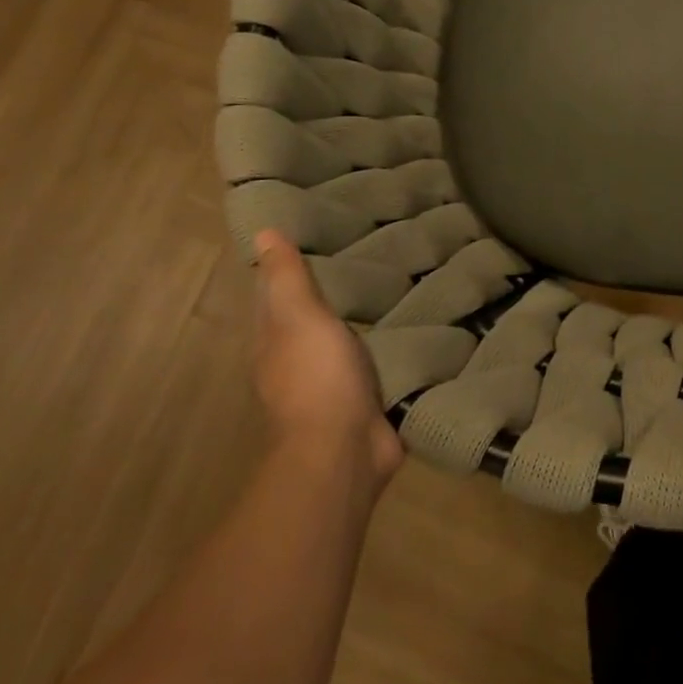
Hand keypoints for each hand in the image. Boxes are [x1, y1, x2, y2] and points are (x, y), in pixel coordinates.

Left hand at [254, 229, 403, 487]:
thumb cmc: (316, 378)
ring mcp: (334, 385)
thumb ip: (287, 279)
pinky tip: (418, 323)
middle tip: (372, 249)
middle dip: (336, 290)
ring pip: (349, 339)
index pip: (276, 296)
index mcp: (276, 342)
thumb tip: (264, 233)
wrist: (345, 450)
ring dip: (367, 317)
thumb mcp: (300, 319)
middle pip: (314, 318)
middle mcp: (299, 363)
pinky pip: (380, 362)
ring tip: (402, 279)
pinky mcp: (368, 400)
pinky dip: (393, 344)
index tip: (320, 233)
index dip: (290, 267)